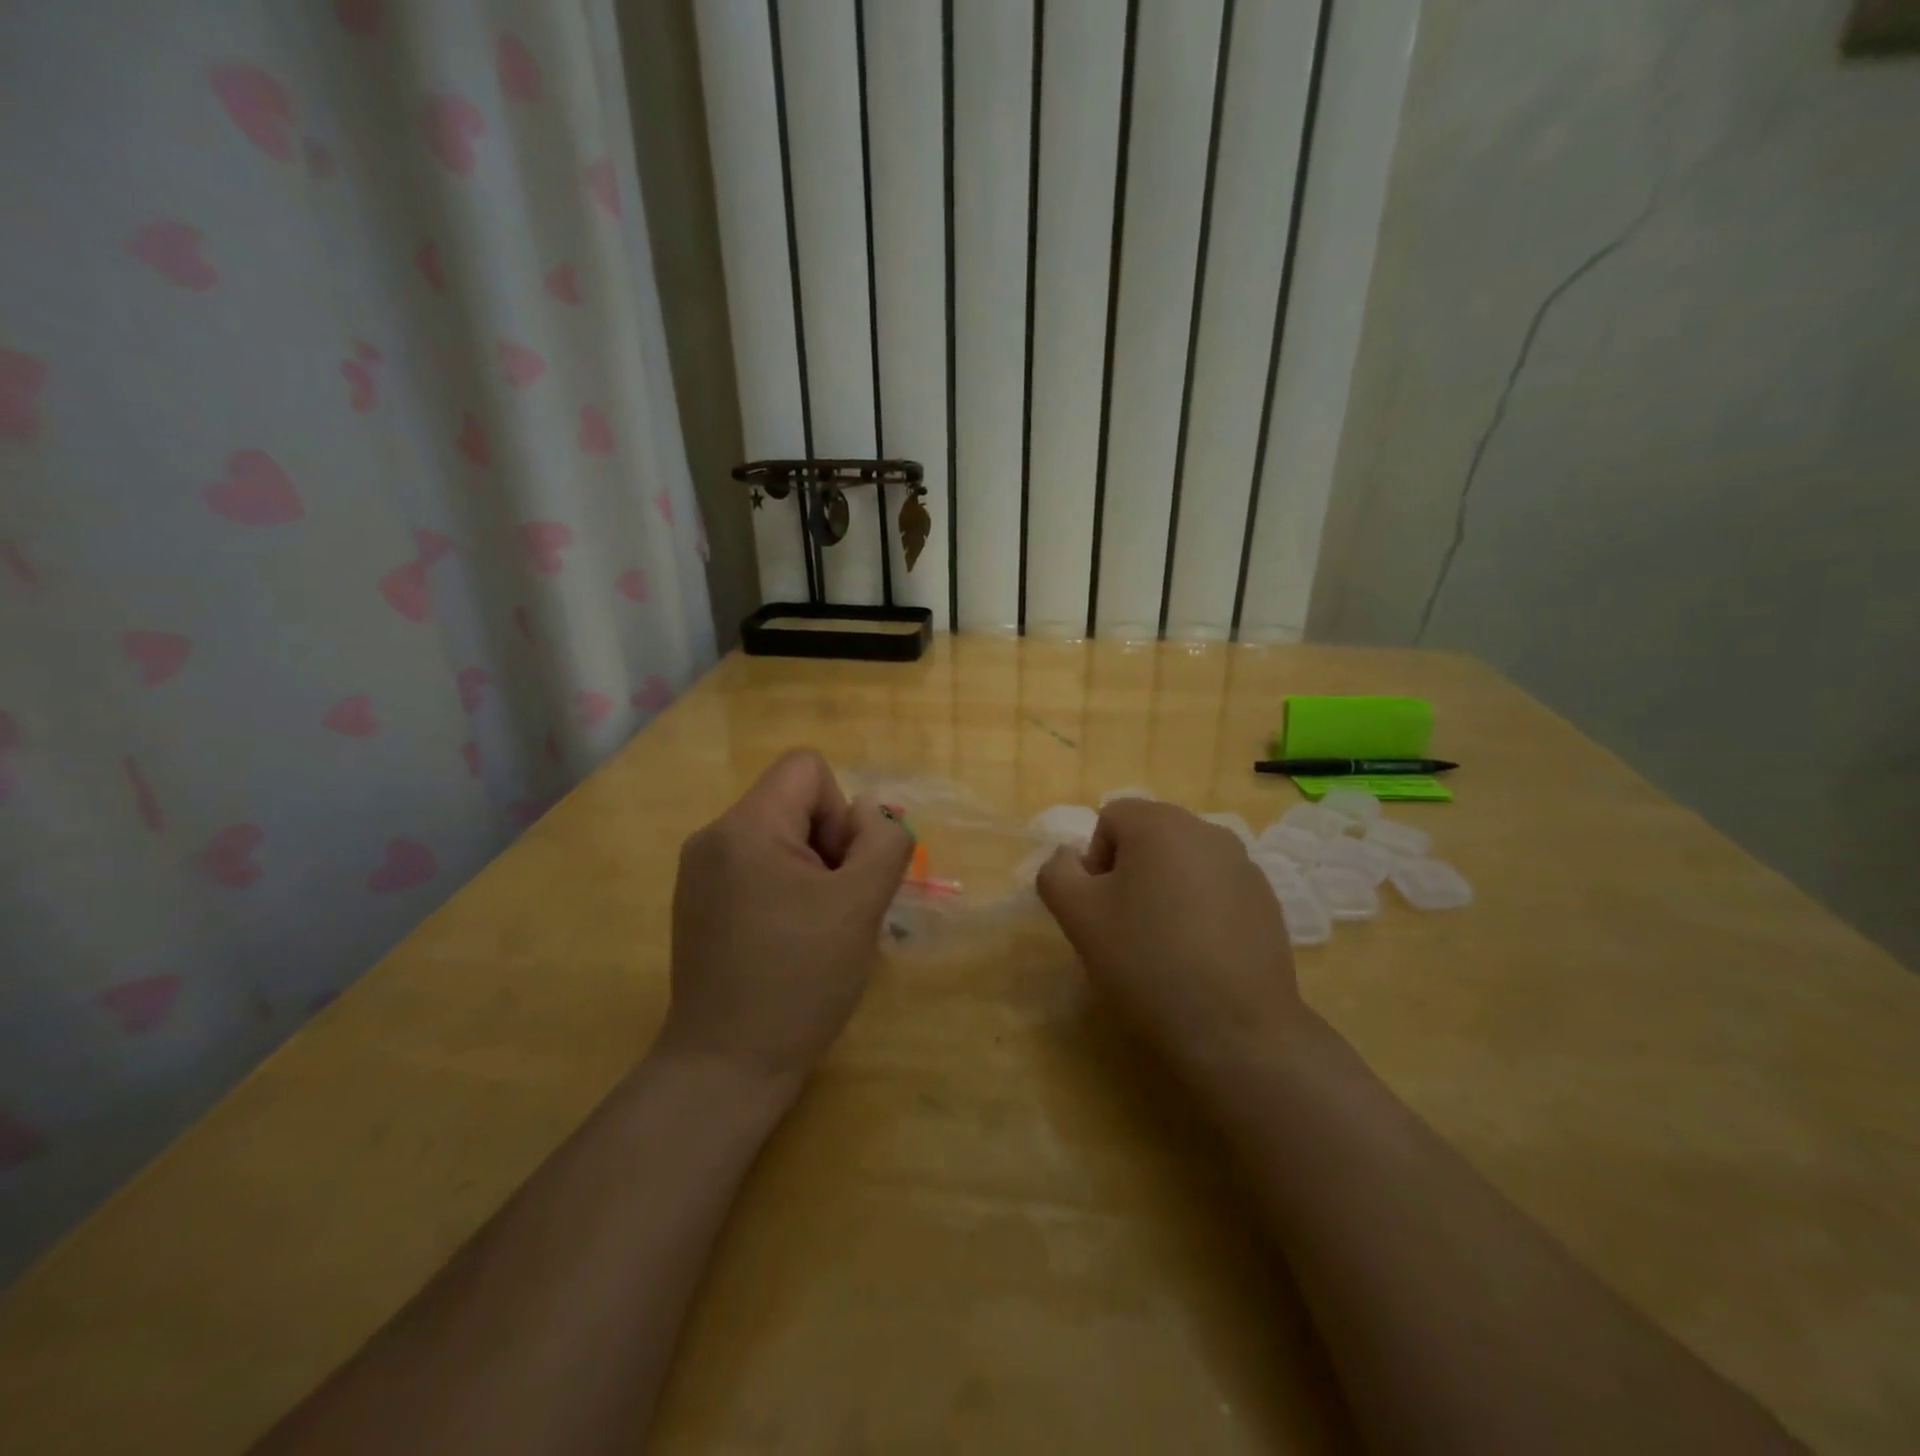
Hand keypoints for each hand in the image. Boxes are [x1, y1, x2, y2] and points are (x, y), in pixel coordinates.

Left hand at [661, 748, 912, 1091]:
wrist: (726, 1067)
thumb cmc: (800, 980)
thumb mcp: (861, 905)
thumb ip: (882, 841)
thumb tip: (869, 812)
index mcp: (745, 826)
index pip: (807, 768)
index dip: (840, 812)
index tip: (840, 872)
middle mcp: (713, 837)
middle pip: (793, 802)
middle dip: (829, 845)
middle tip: (835, 908)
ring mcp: (700, 873)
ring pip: (779, 838)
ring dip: (812, 872)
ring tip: (814, 930)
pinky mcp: (699, 904)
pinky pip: (756, 868)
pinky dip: (785, 891)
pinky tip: (789, 942)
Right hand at [1037, 799, 1306, 1082]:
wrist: (1234, 1029)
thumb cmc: (1146, 961)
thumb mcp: (1077, 916)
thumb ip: (1057, 872)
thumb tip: (1070, 857)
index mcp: (1161, 824)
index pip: (1110, 819)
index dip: (1095, 862)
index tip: (1100, 910)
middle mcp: (1208, 832)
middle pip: (1150, 838)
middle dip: (1130, 875)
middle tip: (1126, 928)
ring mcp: (1244, 866)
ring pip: (1183, 865)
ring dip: (1165, 892)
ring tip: (1164, 946)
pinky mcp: (1267, 902)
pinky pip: (1216, 891)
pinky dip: (1201, 912)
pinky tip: (1200, 957)